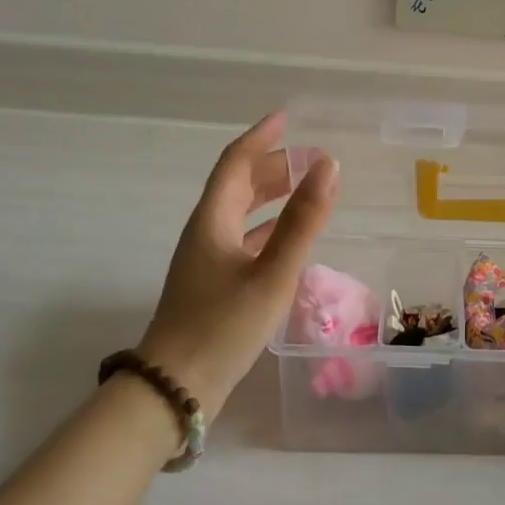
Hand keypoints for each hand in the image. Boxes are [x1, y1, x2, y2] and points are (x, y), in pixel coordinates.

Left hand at [137, 112, 338, 411]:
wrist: (176, 387)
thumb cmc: (223, 326)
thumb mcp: (272, 273)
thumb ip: (303, 221)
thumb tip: (328, 166)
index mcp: (213, 221)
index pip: (235, 163)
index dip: (261, 137)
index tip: (287, 118)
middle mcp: (206, 232)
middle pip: (238, 185)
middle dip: (273, 165)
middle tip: (311, 158)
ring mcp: (207, 260)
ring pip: (241, 213)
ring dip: (272, 195)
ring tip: (307, 188)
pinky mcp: (213, 284)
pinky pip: (244, 239)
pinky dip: (268, 227)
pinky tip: (289, 237)